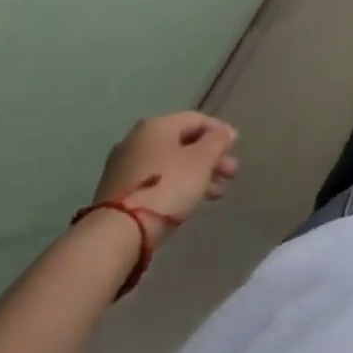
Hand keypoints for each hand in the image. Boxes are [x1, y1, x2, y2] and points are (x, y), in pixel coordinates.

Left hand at [91, 112, 239, 243]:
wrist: (117, 233)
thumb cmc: (167, 187)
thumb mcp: (202, 160)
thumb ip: (217, 141)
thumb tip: (224, 132)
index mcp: (156, 125)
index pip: (196, 119)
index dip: (219, 131)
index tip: (235, 148)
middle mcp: (137, 140)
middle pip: (182, 142)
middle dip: (210, 157)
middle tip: (230, 174)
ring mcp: (123, 167)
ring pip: (170, 164)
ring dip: (196, 174)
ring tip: (216, 193)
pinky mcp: (117, 192)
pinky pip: (156, 181)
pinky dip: (176, 186)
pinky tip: (189, 201)